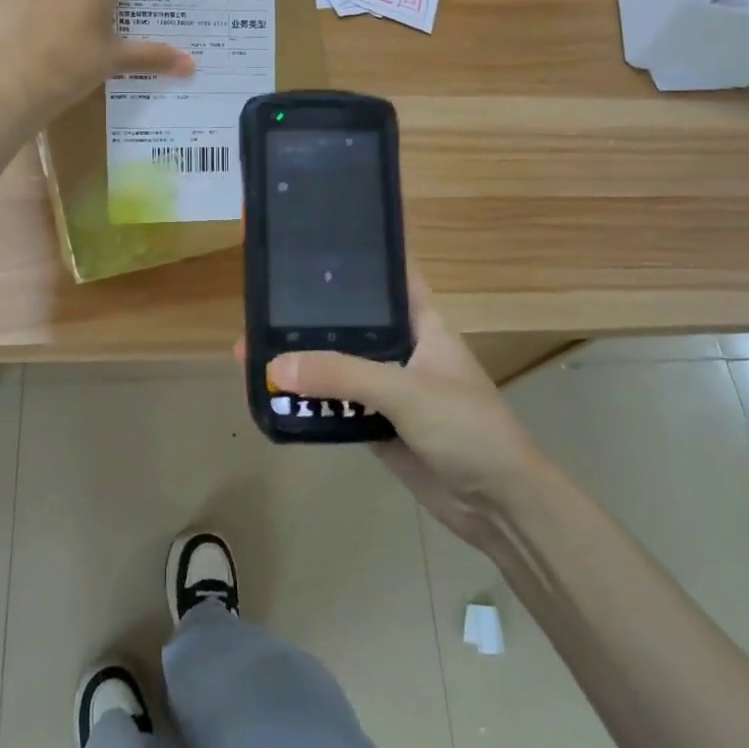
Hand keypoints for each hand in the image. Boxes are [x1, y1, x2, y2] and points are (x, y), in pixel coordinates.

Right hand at [261, 271, 548, 548]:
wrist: (498, 505)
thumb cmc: (467, 428)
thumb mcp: (407, 392)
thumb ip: (342, 376)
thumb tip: (273, 365)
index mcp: (422, 323)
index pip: (388, 276)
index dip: (356, 258)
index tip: (311, 243)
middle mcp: (402, 349)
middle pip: (351, 324)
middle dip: (310, 316)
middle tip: (259, 303)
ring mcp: (389, 388)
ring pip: (338, 366)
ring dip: (303, 363)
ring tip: (250, 348)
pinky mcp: (378, 425)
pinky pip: (336, 406)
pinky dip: (309, 402)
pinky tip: (272, 394)